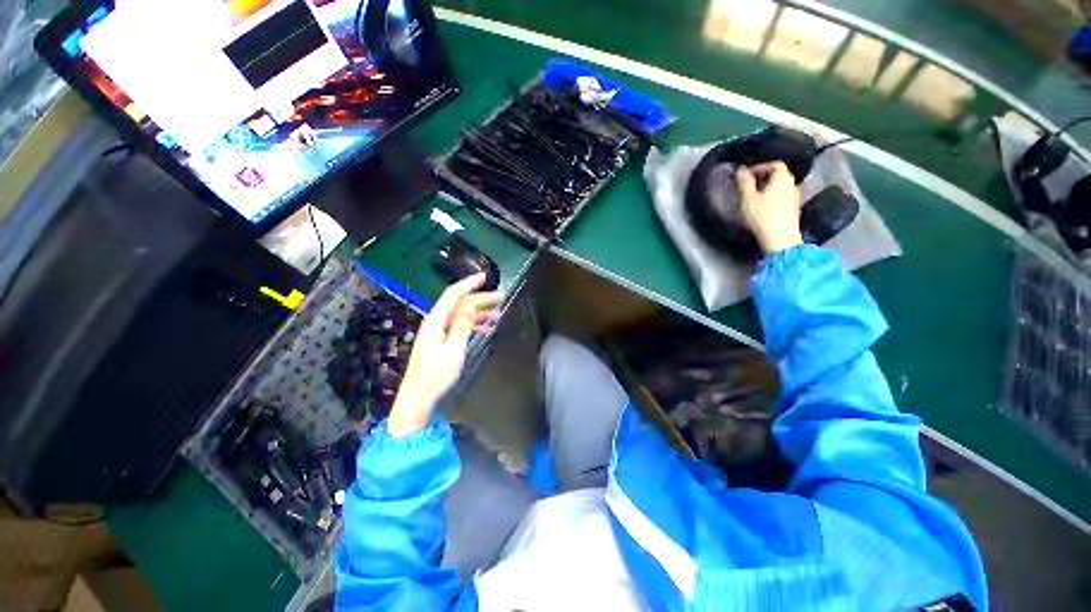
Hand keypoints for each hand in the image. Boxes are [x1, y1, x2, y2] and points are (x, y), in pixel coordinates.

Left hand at [387, 274, 500, 436]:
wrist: (418, 397)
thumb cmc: (435, 375)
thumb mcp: (453, 350)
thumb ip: (462, 326)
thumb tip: (472, 305)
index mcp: (436, 321)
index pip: (453, 295)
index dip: (468, 284)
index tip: (484, 277)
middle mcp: (436, 322)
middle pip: (459, 304)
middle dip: (480, 299)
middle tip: (500, 298)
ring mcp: (438, 332)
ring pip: (461, 315)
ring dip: (479, 313)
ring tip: (498, 313)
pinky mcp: (441, 341)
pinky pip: (459, 327)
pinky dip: (473, 325)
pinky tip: (486, 329)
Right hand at [736, 162, 803, 254]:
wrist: (780, 239)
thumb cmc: (763, 216)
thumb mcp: (748, 199)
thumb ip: (745, 183)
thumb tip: (741, 169)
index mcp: (782, 179)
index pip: (775, 164)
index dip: (762, 166)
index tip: (749, 174)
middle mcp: (792, 185)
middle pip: (780, 175)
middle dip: (764, 177)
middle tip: (750, 185)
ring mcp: (794, 197)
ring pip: (781, 186)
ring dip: (768, 188)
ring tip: (754, 196)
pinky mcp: (793, 209)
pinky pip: (783, 197)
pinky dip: (773, 197)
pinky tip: (763, 206)